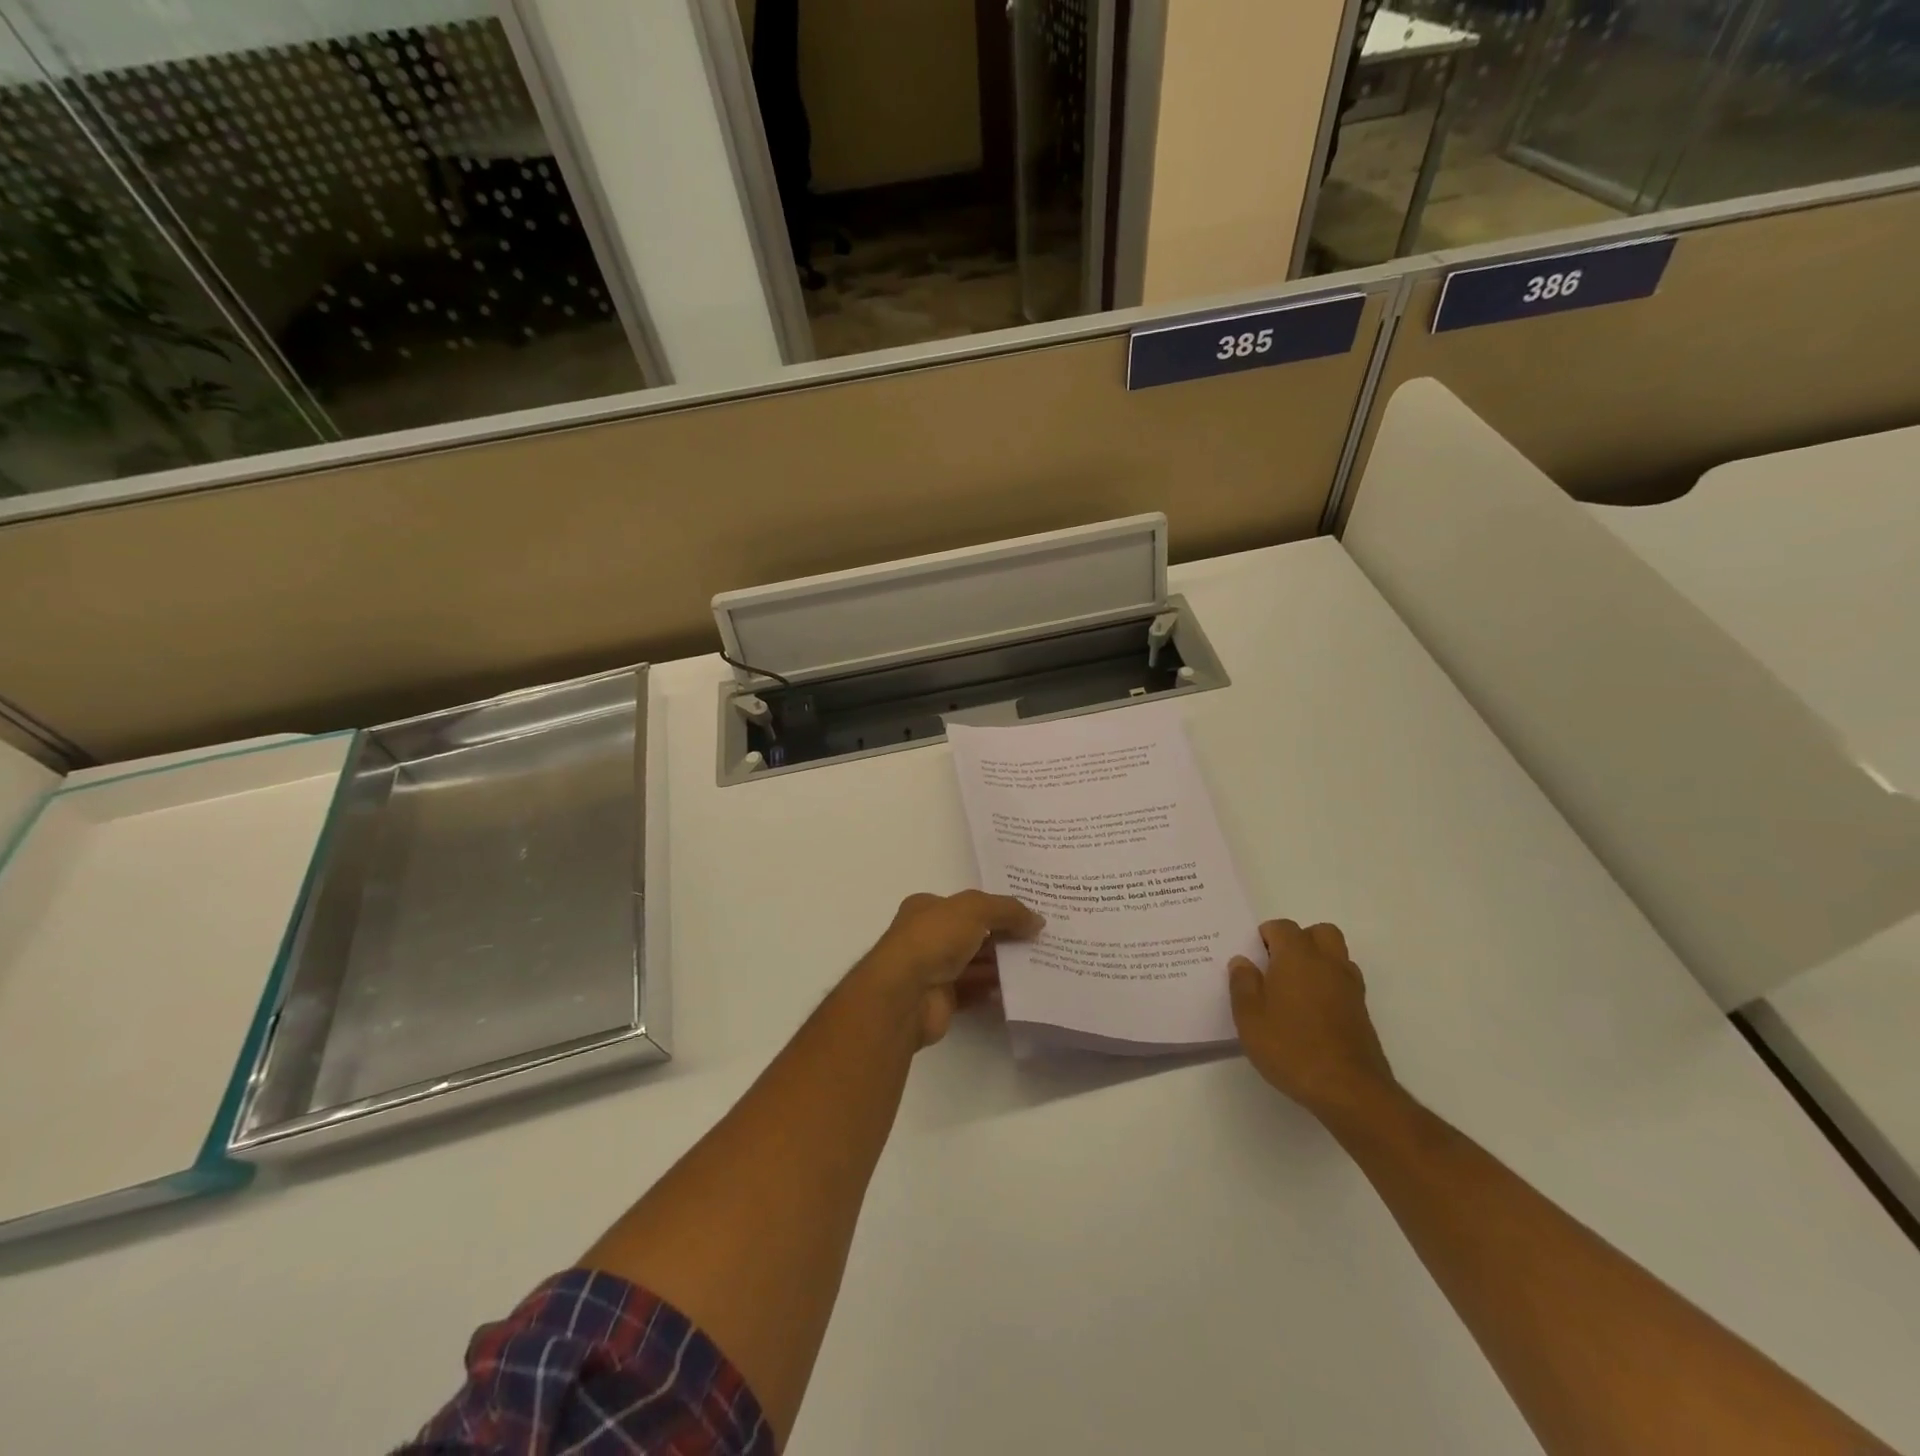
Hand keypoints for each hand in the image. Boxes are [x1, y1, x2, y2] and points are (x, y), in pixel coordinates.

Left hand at [859, 891, 1044, 1046]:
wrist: (904, 994)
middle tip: (1038, 941)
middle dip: (1003, 937)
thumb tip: (1037, 920)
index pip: (967, 905)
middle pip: (973, 934)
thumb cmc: (934, 939)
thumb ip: (1007, 910)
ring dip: (1001, 965)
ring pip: (974, 964)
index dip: (996, 908)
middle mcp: (928, 936)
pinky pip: (972, 992)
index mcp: (928, 908)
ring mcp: (933, 969)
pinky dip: (992, 990)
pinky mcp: (941, 1000)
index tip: (1027, 917)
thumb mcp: (974, 909)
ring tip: (1036, 965)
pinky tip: (1017, 990)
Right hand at [1229, 919, 1399, 1123]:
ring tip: (1295, 988)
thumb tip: (1242, 961)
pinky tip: (1312, 1011)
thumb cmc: (1290, 1047)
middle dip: (1299, 941)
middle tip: (1277, 966)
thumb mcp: (1249, 1017)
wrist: (1348, 1089)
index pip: (1282, 927)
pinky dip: (1329, 985)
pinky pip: (1344, 981)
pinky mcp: (1361, 1011)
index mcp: (1297, 956)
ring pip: (1336, 955)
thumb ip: (1242, 983)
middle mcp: (1328, 963)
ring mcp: (1350, 987)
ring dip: (1318, 961)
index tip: (1253, 958)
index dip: (1265, 936)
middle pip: (1319, 932)